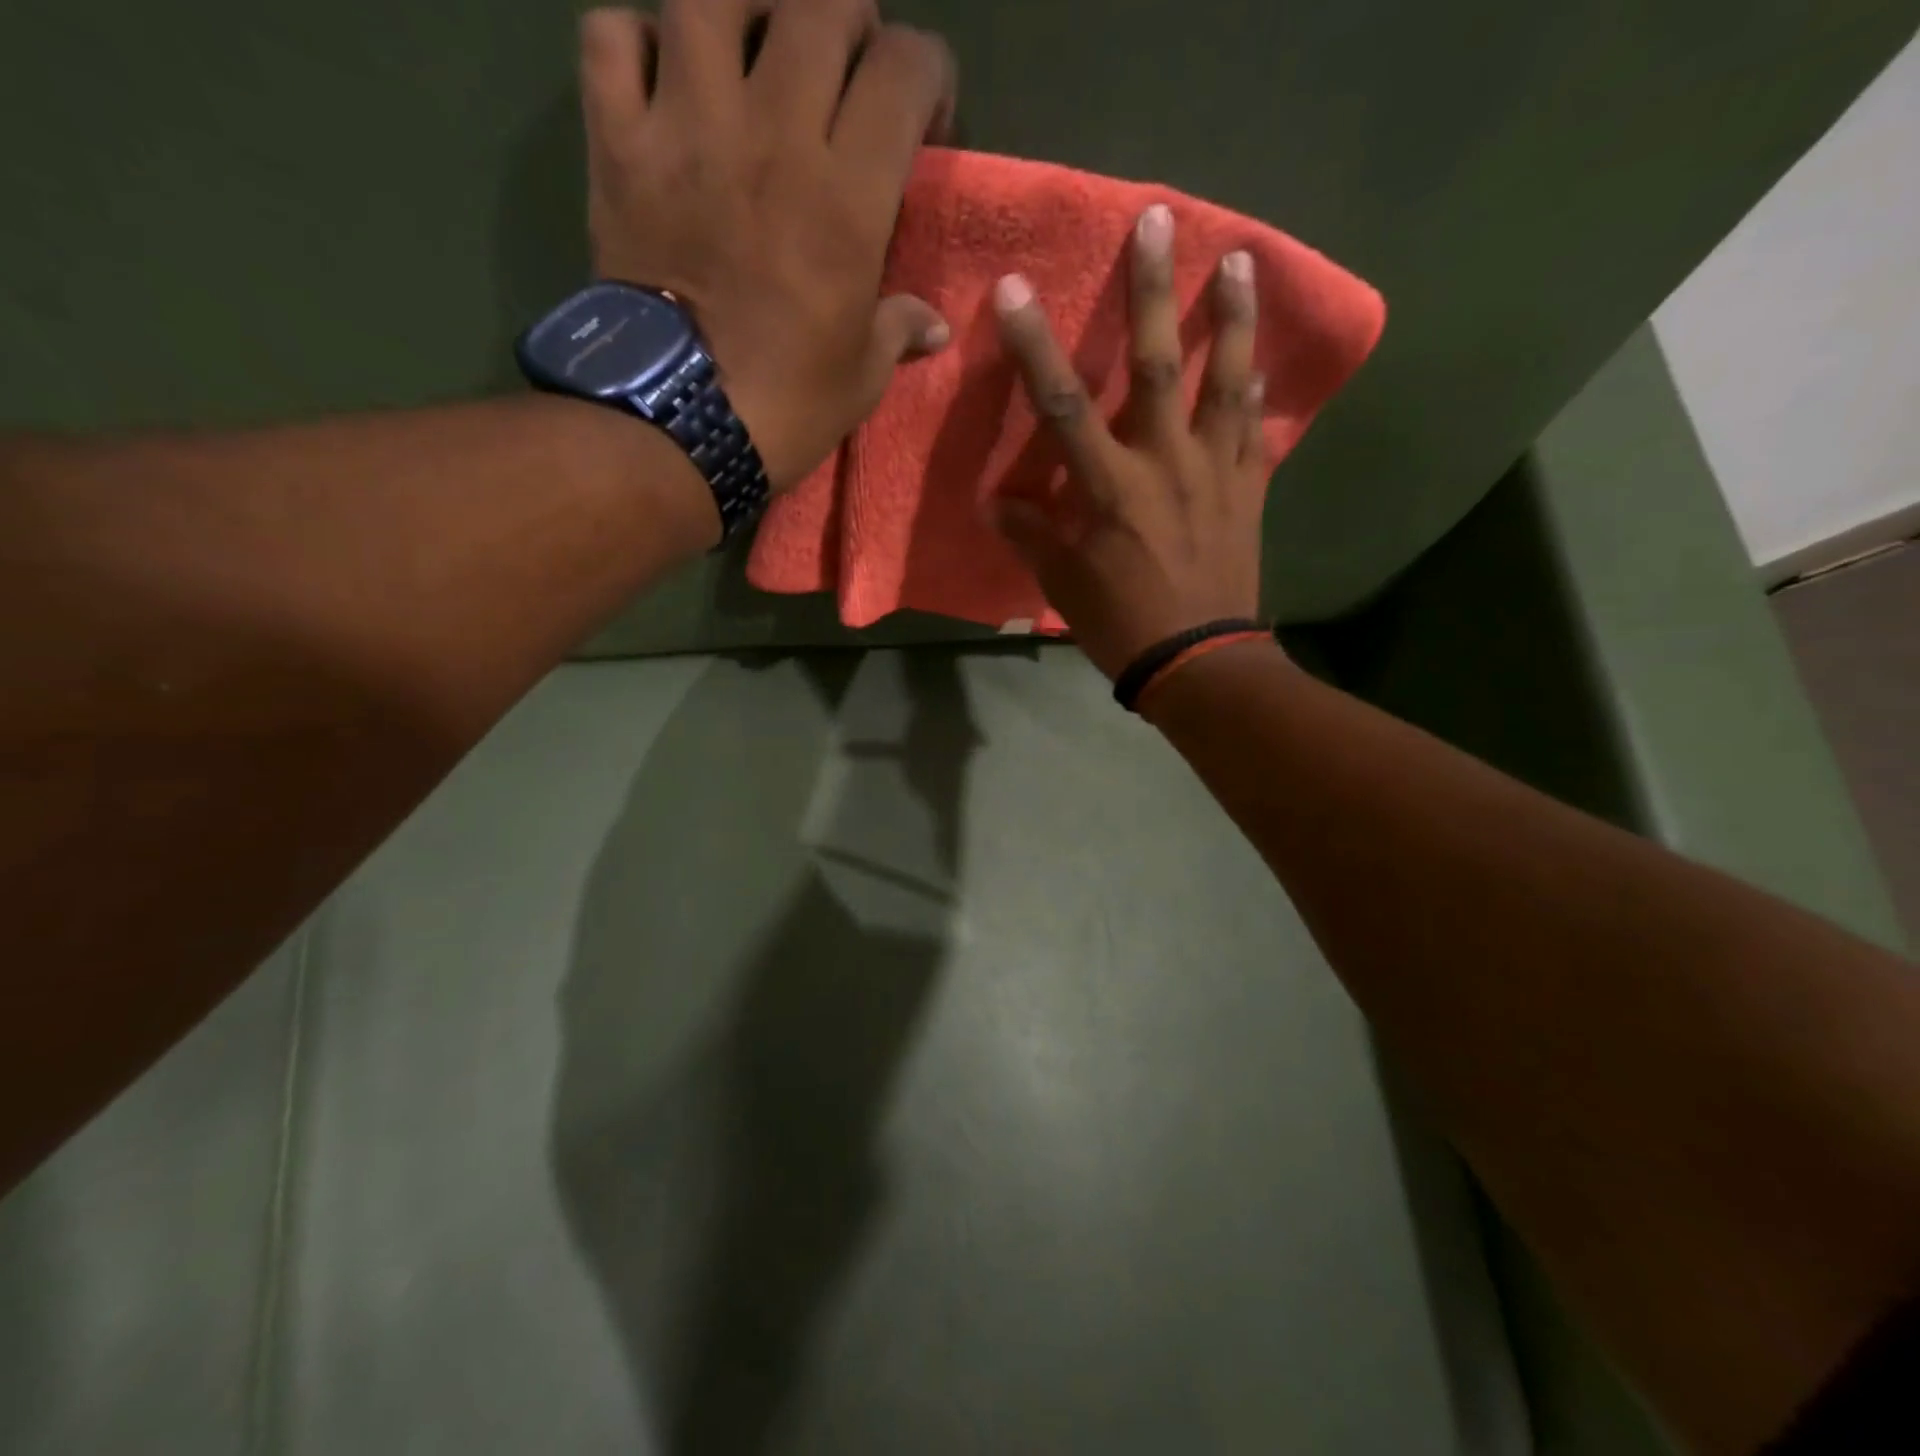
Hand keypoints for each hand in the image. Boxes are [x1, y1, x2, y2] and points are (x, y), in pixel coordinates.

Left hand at [576, 1, 954, 492]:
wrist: (678, 426)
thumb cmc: (786, 407)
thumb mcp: (862, 377)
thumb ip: (899, 330)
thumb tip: (932, 326)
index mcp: (846, 195)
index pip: (906, 68)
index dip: (928, 79)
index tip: (923, 127)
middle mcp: (772, 133)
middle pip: (820, 6)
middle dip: (850, 26)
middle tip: (846, 77)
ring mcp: (685, 128)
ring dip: (743, 11)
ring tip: (754, 52)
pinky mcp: (617, 145)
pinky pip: (611, 37)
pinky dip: (635, 42)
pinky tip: (662, 81)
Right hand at [989, 205, 1272, 680]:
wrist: (1199, 662)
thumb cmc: (1122, 624)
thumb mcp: (1063, 586)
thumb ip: (1032, 537)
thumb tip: (997, 505)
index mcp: (1110, 488)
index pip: (1064, 406)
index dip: (1036, 347)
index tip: (1017, 290)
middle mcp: (1165, 463)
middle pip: (1156, 366)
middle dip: (1152, 292)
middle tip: (1158, 221)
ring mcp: (1215, 471)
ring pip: (1225, 381)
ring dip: (1231, 318)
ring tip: (1240, 260)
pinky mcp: (1248, 489)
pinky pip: (1254, 428)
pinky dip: (1257, 390)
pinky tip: (1260, 360)